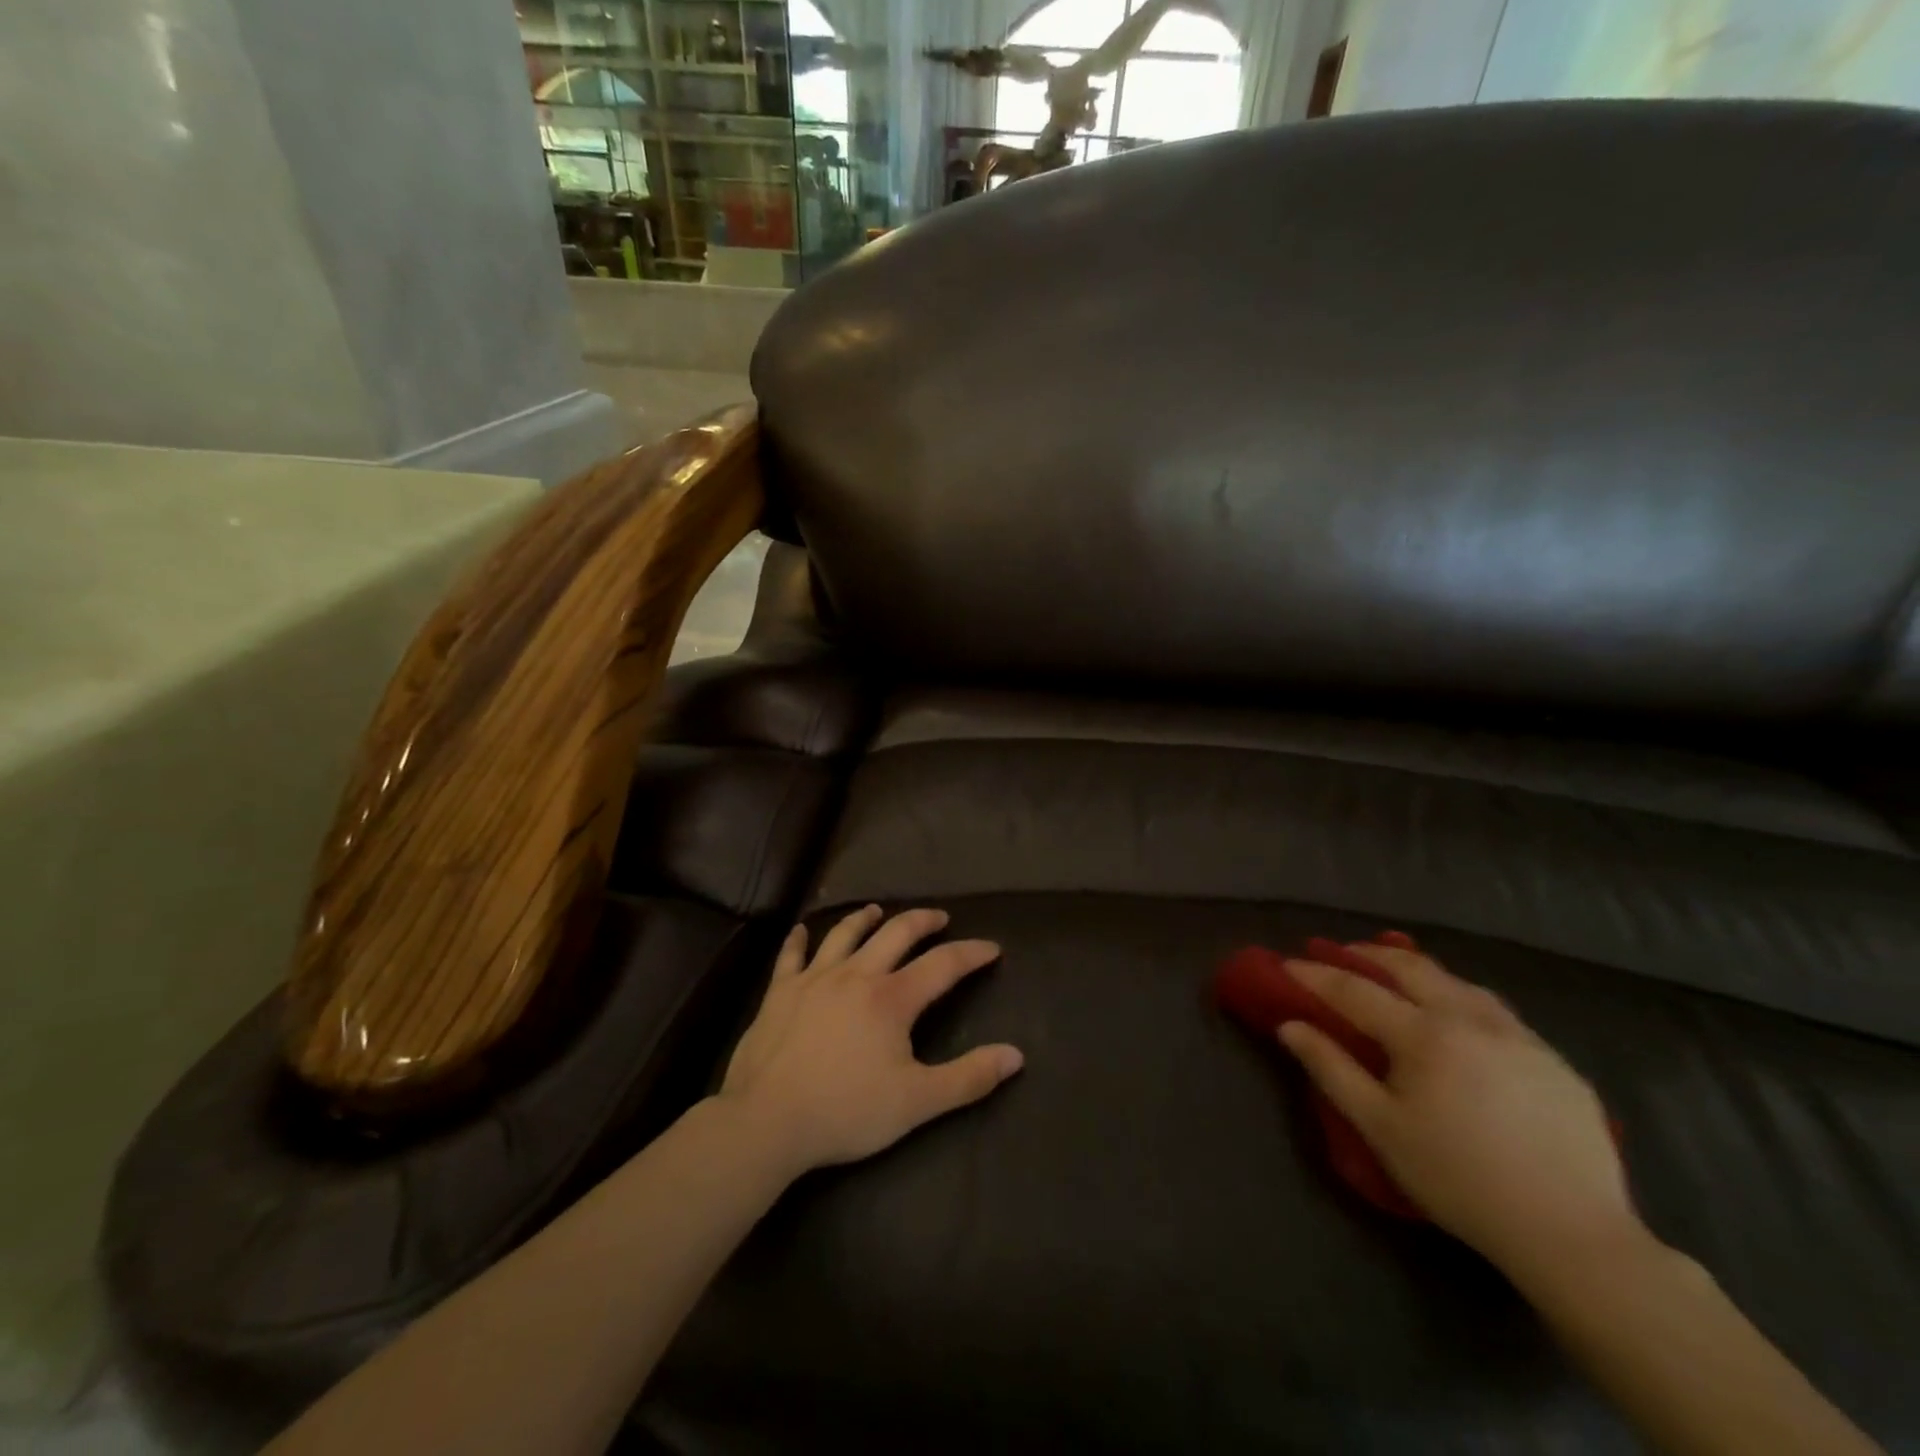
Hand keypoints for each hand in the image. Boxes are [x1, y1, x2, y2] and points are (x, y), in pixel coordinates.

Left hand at [717, 906, 1023, 1173]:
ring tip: (878, 911)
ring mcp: (814, 978)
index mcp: (892, 998)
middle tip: (939, 917)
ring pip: (845, 934)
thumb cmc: (846, 1111)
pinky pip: (791, 955)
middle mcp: (856, 975)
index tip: (991, 948)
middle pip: (896, 933)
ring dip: (865, 918)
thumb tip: (1016, 1056)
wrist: (766, 1121)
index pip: (943, 965)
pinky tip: (802, 930)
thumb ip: (968, 1078)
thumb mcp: (917, 1103)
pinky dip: (799, 939)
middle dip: (923, 921)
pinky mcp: (780, 991)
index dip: (971, 953)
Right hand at [1279, 943, 1638, 1281]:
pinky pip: (1495, 1010)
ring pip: (1457, 982)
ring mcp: (1519, 1035)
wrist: (1572, 1235)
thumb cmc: (1458, 1180)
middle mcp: (1470, 1019)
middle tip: (1338, 952)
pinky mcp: (1554, 1059)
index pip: (1355, 990)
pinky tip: (1457, 1016)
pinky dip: (1460, 997)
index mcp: (1424, 1035)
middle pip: (1410, 967)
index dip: (1316, 976)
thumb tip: (1290, 1025)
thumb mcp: (1380, 1129)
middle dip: (1367, 954)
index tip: (1286, 964)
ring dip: (1417, 971)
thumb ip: (1331, 1069)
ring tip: (1395, 974)